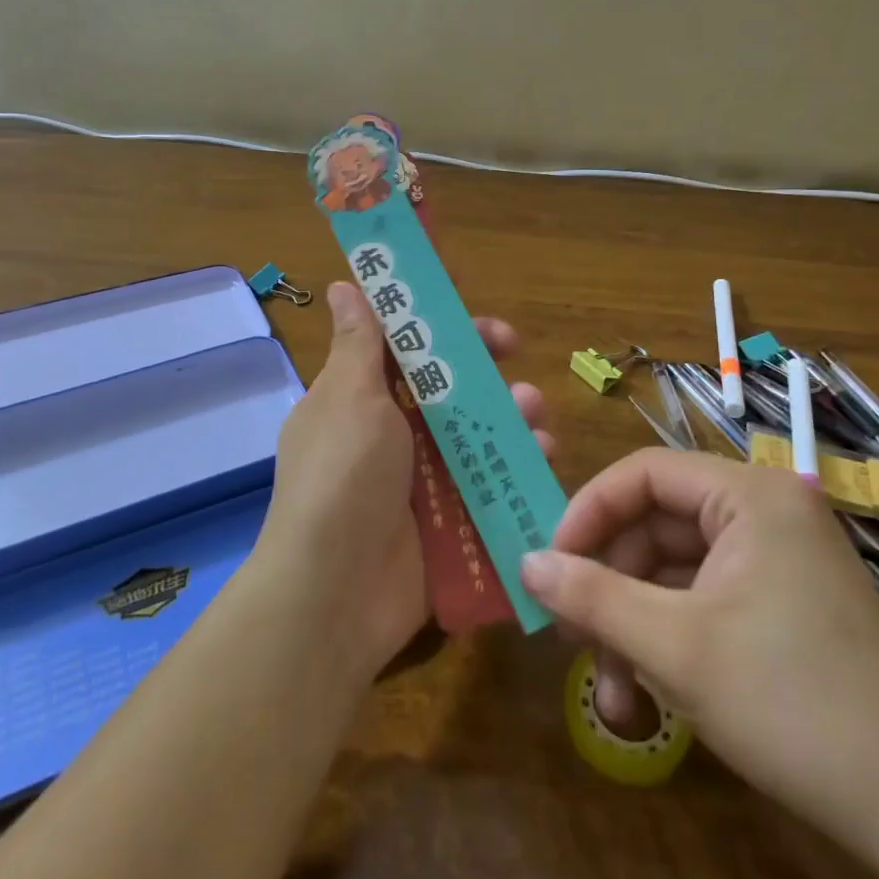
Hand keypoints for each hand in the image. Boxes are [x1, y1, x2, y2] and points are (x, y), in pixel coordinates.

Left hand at [255, 282, 551, 675]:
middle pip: (442, 381)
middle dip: (480, 361)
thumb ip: (358, 342)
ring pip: (473, 428)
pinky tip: (542, 452)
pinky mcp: (448, 516)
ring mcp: (419, 475)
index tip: (466, 295)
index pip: (399, 342)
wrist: (336, 593)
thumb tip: (342, 285)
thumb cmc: (342, 477)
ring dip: (507, 410)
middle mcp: (388, 431)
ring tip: (533, 410)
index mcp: (357, 396)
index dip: (431, 317)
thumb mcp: (349, 398)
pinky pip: (488, 477)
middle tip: (512, 347)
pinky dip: (516, 460)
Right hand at [520, 450, 878, 863]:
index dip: (587, 512)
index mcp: (749, 495)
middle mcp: (764, 511)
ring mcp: (776, 558)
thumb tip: (525, 564)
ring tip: (613, 693)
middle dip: (609, 586)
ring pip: (673, 570)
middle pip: (655, 526)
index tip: (550, 564)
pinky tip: (649, 697)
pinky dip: (668, 640)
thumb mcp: (675, 649)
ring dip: (634, 626)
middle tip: (571, 637)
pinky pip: (703, 599)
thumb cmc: (792, 706)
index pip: (642, 474)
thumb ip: (592, 596)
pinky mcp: (780, 602)